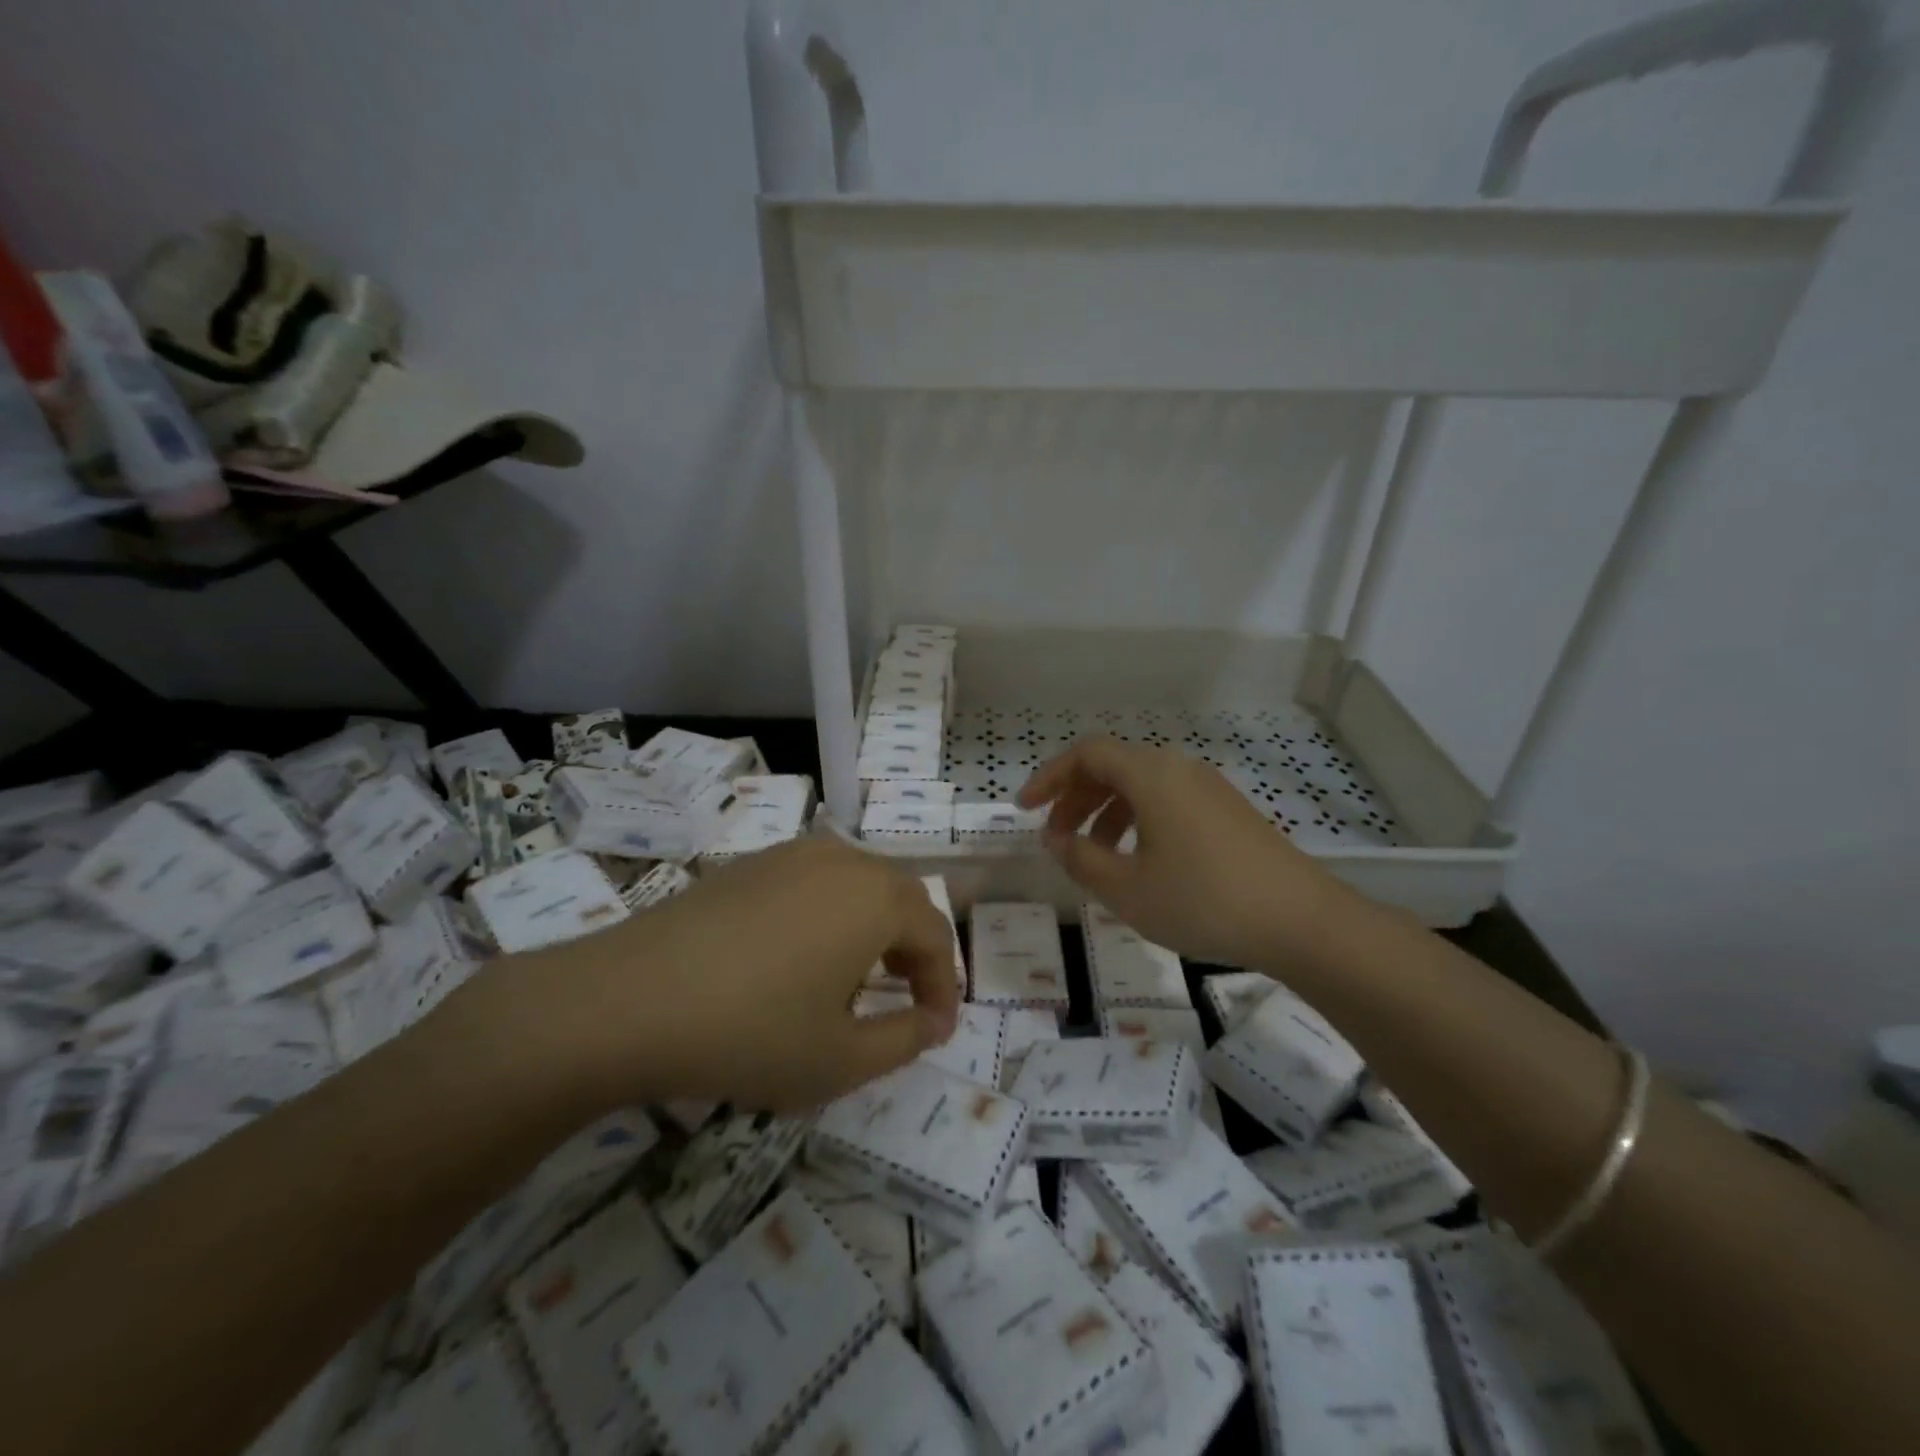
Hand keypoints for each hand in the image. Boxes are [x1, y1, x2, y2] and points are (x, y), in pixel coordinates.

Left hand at [461, 837, 961, 1114]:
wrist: (628, 999)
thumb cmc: (750, 1032)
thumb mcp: (841, 1059)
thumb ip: (904, 1040)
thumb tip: (933, 1021)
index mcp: (877, 899)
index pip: (935, 935)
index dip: (943, 986)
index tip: (935, 1029)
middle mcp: (843, 860)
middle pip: (901, 898)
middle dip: (913, 949)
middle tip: (905, 999)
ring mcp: (791, 855)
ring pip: (858, 883)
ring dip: (874, 926)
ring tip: (857, 976)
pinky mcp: (749, 864)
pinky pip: (814, 881)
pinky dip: (830, 913)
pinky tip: (799, 955)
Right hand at [1017, 736, 1359, 969]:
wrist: (1302, 921)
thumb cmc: (1203, 900)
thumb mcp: (1127, 889)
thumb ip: (1080, 859)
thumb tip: (1054, 838)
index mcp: (1150, 775)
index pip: (1086, 754)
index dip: (1049, 777)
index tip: (1025, 809)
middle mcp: (1178, 768)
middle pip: (1113, 766)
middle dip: (1075, 797)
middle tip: (1054, 835)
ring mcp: (1208, 788)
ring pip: (1140, 785)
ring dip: (1106, 812)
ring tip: (1092, 854)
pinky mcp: (1227, 810)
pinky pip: (1167, 800)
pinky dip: (1138, 820)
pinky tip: (1138, 860)